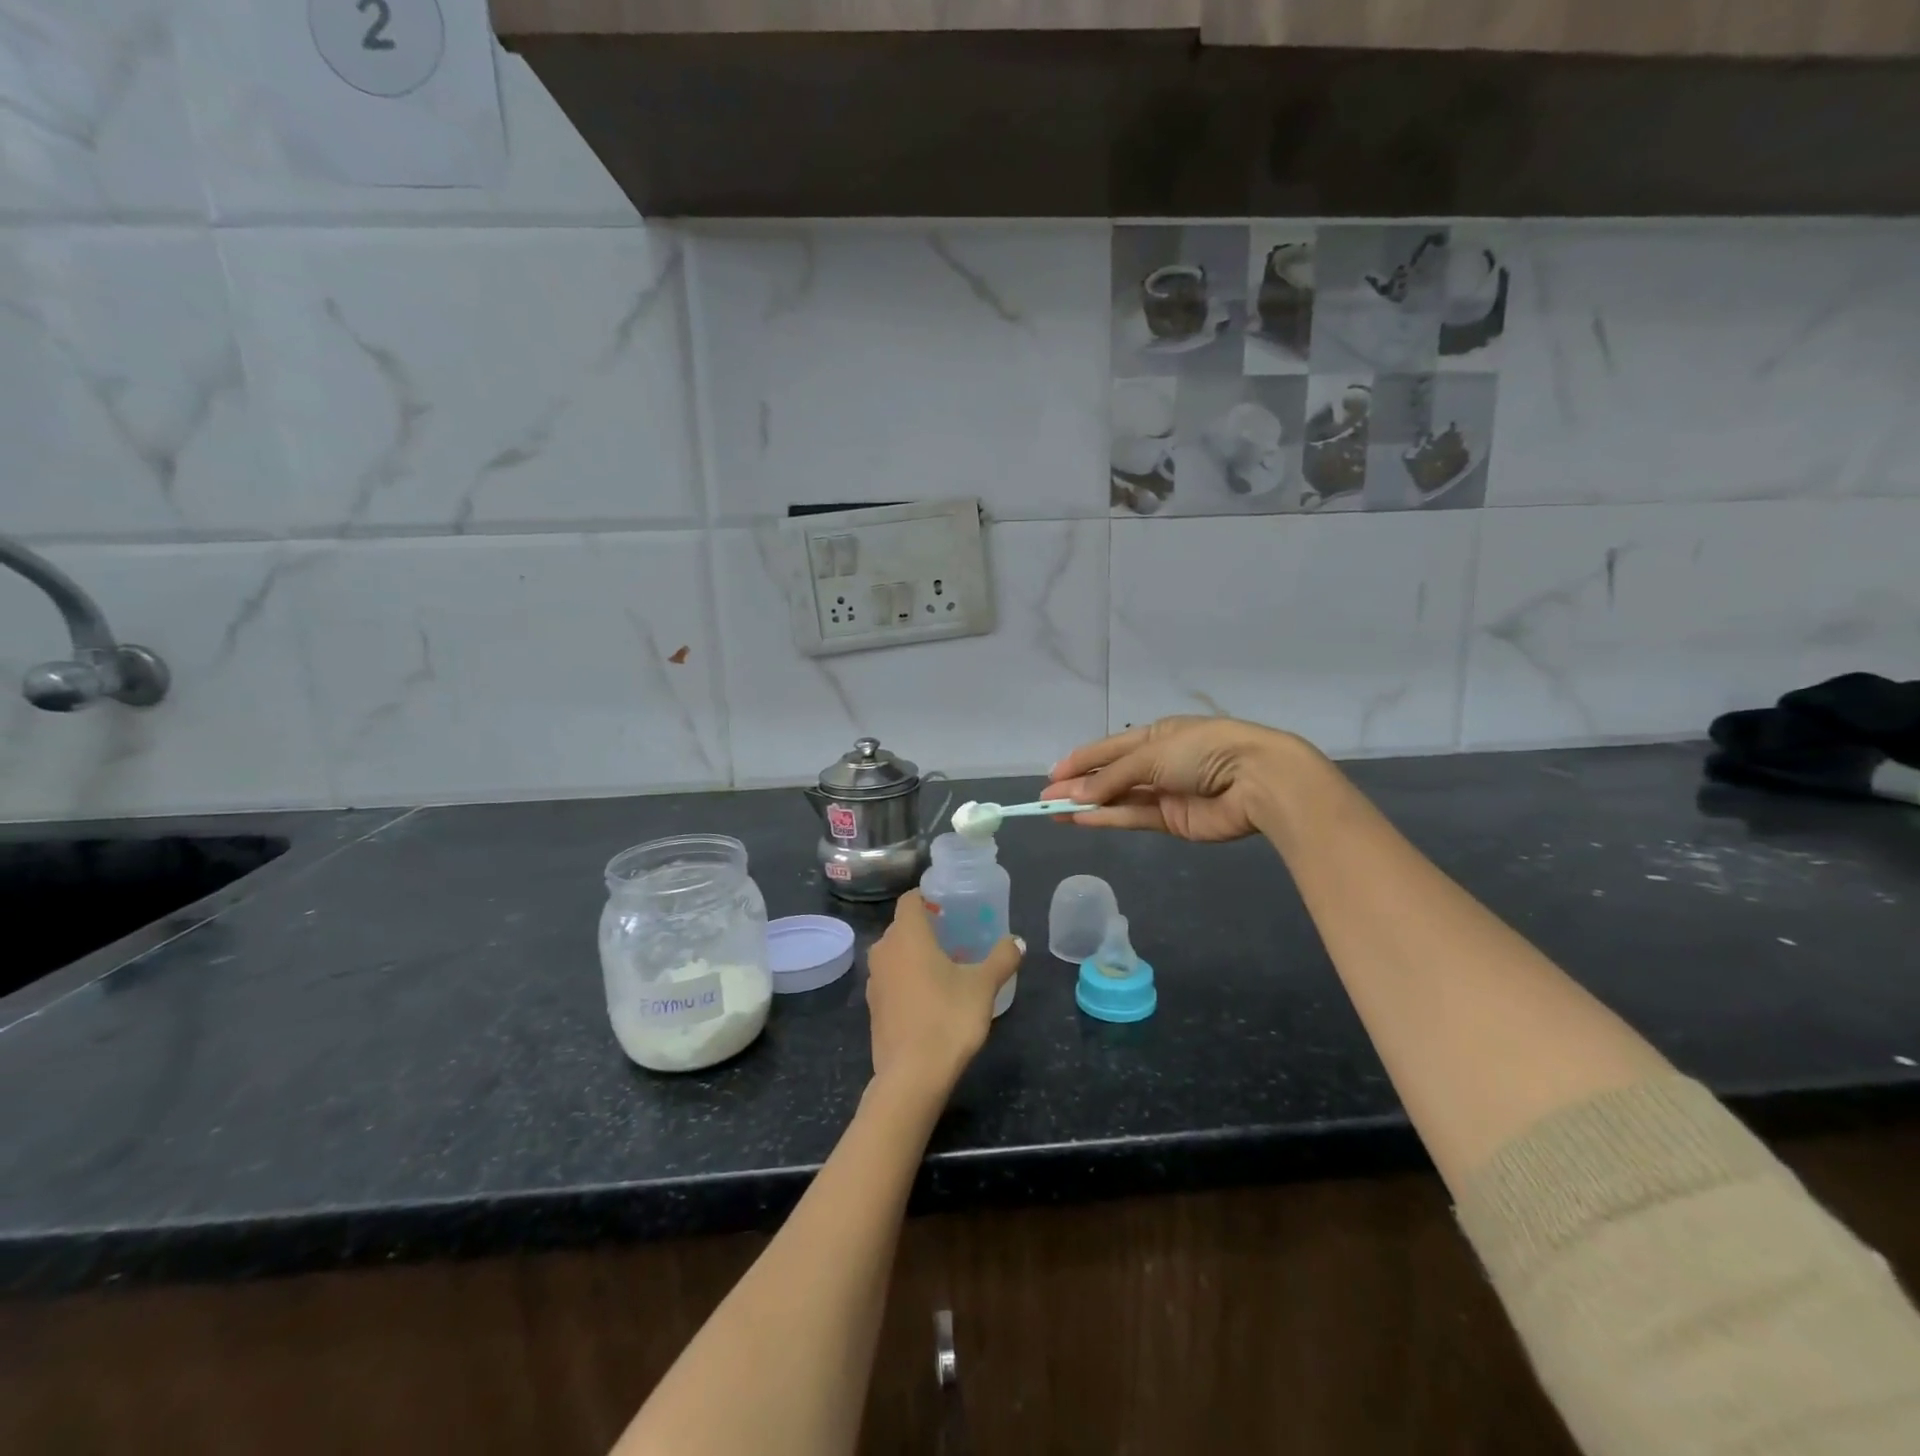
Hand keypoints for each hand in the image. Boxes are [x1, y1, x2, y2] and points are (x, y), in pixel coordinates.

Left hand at [865, 891, 1021, 1100]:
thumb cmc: (948, 1018)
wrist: (912, 1076)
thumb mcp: (983, 986)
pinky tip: (930, 997)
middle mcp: (884, 950)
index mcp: (907, 935)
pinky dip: (907, 978)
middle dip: (926, 927)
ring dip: (915, 955)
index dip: (928, 898)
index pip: (909, 899)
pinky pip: (891, 979)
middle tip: (955, 936)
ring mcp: (874, 980)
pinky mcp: (873, 1007)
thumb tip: (1017, 941)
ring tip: (946, 967)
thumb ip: (1002, 958)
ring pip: (895, 954)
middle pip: (902, 927)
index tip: (950, 907)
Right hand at [1043, 715, 1313, 842]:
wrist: (1256, 780)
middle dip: (1079, 784)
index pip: (1109, 748)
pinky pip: (1133, 817)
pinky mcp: (1173, 820)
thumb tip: (1074, 795)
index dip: (1080, 760)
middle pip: (1110, 774)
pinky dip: (1108, 818)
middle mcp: (1158, 762)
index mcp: (1156, 734)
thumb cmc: (1202, 751)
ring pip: (1118, 798)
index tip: (1052, 774)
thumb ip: (1111, 777)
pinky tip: (1081, 820)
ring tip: (1055, 811)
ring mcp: (1165, 792)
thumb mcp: (1151, 754)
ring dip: (1088, 804)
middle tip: (1046, 798)